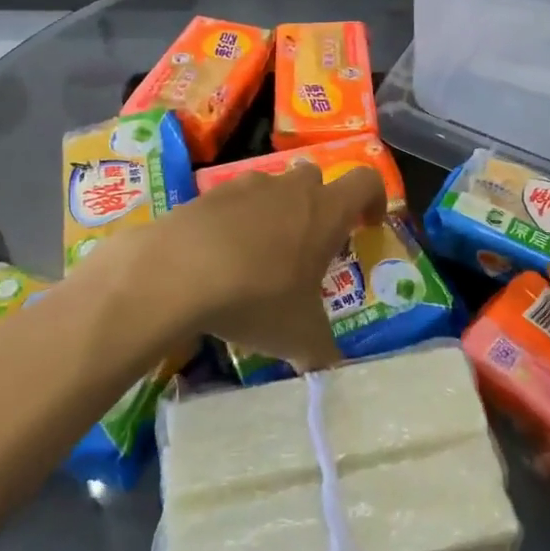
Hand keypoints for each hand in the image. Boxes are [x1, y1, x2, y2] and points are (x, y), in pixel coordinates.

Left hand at [154, 165, 386, 371]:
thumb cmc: (257, 297)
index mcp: (325, 211)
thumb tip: (332, 370)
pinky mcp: (209, 194)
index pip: (366, 181)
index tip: (366, 224)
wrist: (176, 272)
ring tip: (260, 256)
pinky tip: (220, 258)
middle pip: (316, 179)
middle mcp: (291, 188)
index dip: (373, 199)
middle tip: (308, 246)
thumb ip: (322, 350)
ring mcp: (247, 185)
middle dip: (317, 206)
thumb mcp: (299, 336)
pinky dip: (234, 222)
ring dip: (275, 212)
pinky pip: (233, 202)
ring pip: (273, 187)